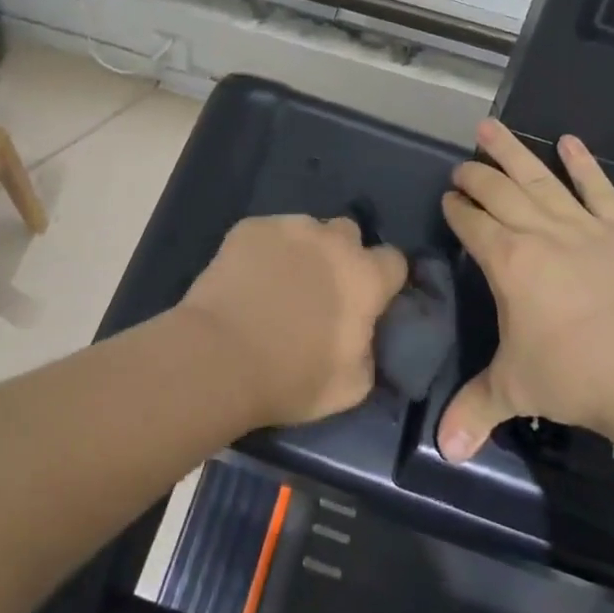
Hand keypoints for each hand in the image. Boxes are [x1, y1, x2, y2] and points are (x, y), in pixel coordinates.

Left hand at [179, 215, 407, 427]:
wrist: (219, 357)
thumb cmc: (290, 378)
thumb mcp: (351, 386)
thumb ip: (369, 351)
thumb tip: (363, 336)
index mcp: (365, 277)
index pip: (394, 260)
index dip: (383, 280)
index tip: (369, 300)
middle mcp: (333, 241)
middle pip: (349, 234)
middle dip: (342, 254)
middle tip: (322, 288)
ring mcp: (290, 227)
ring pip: (307, 229)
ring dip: (302, 251)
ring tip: (278, 282)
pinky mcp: (250, 227)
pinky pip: (268, 233)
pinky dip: (264, 250)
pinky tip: (248, 277)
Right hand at [437, 119, 613, 461]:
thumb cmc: (574, 376)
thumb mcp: (515, 390)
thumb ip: (475, 411)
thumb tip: (444, 453)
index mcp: (507, 261)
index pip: (472, 223)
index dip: (457, 208)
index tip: (448, 197)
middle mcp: (538, 232)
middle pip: (498, 191)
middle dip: (476, 174)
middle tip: (463, 164)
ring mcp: (583, 225)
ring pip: (539, 178)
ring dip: (513, 152)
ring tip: (491, 126)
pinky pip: (599, 188)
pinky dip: (584, 164)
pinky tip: (570, 141)